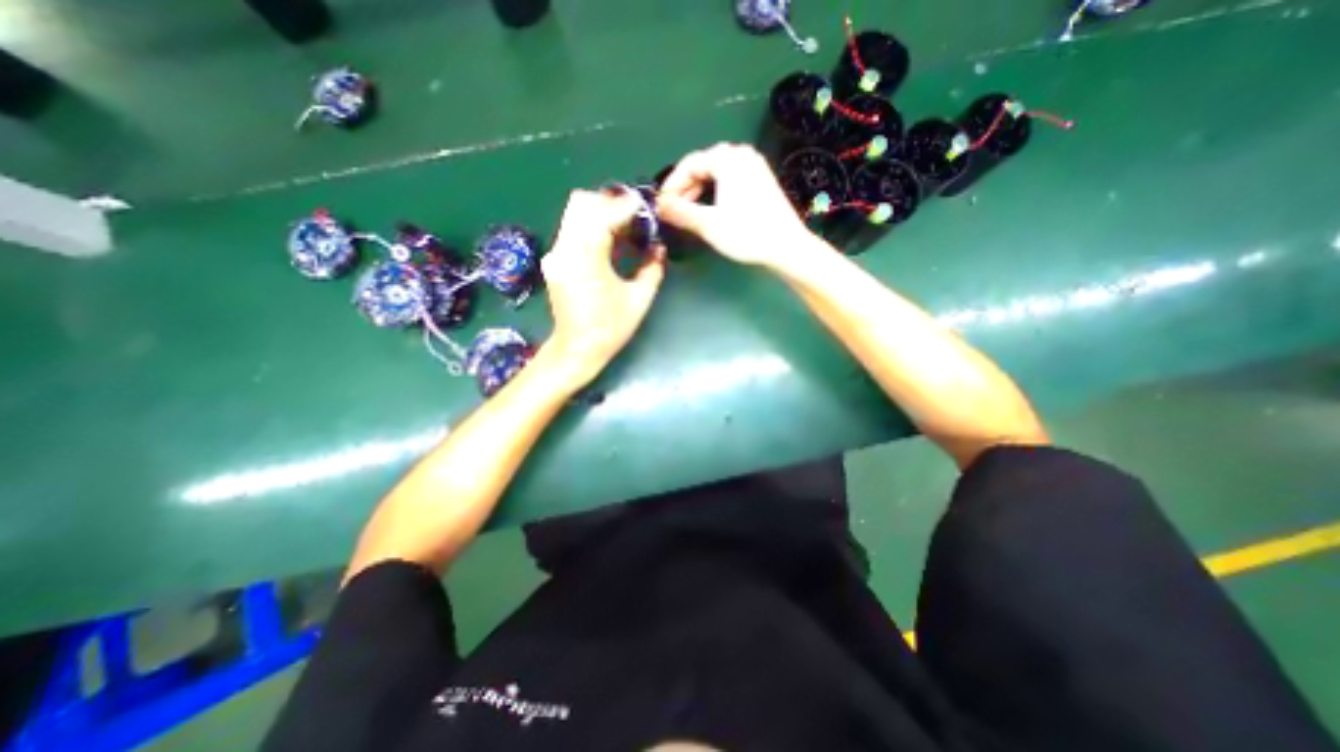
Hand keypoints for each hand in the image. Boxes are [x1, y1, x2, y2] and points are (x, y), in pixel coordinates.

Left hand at [541, 187, 667, 386]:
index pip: (603, 215)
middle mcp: (565, 249)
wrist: (577, 349)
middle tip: (633, 217)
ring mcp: (556, 254)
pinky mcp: (554, 261)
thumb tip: (659, 247)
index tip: (645, 208)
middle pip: (581, 203)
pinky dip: (590, 226)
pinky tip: (608, 243)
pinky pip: (571, 230)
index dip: (626, 207)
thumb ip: (653, 269)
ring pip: (573, 213)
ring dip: (599, 213)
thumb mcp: (639, 300)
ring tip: (623, 229)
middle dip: (609, 203)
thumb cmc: (610, 329)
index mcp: (587, 259)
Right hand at [657, 140, 817, 267]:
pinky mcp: (761, 181)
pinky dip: (715, 193)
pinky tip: (711, 211)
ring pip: (716, 174)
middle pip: (703, 167)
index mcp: (727, 158)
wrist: (786, 247)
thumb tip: (658, 206)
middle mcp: (741, 155)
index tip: (661, 205)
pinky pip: (729, 180)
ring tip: (690, 214)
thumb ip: (680, 212)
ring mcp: (754, 167)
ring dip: (699, 192)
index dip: (671, 185)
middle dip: (685, 189)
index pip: (689, 164)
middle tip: (674, 212)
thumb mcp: (708, 224)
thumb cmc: (746, 233)